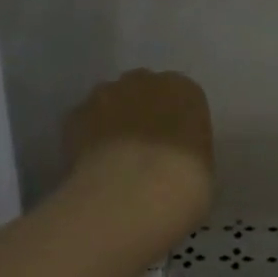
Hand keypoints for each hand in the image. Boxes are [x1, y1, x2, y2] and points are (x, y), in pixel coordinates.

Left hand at [65, 69, 213, 239]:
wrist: (133, 195)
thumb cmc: (184, 183)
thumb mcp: (203, 168)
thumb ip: (188, 151)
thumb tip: (174, 160)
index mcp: (185, 90)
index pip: (182, 98)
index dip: (176, 123)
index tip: (174, 147)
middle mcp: (144, 81)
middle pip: (142, 91)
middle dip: (142, 114)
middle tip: (144, 151)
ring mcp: (105, 94)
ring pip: (109, 103)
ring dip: (111, 123)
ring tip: (114, 161)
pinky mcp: (74, 115)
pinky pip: (83, 124)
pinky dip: (86, 140)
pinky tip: (92, 167)